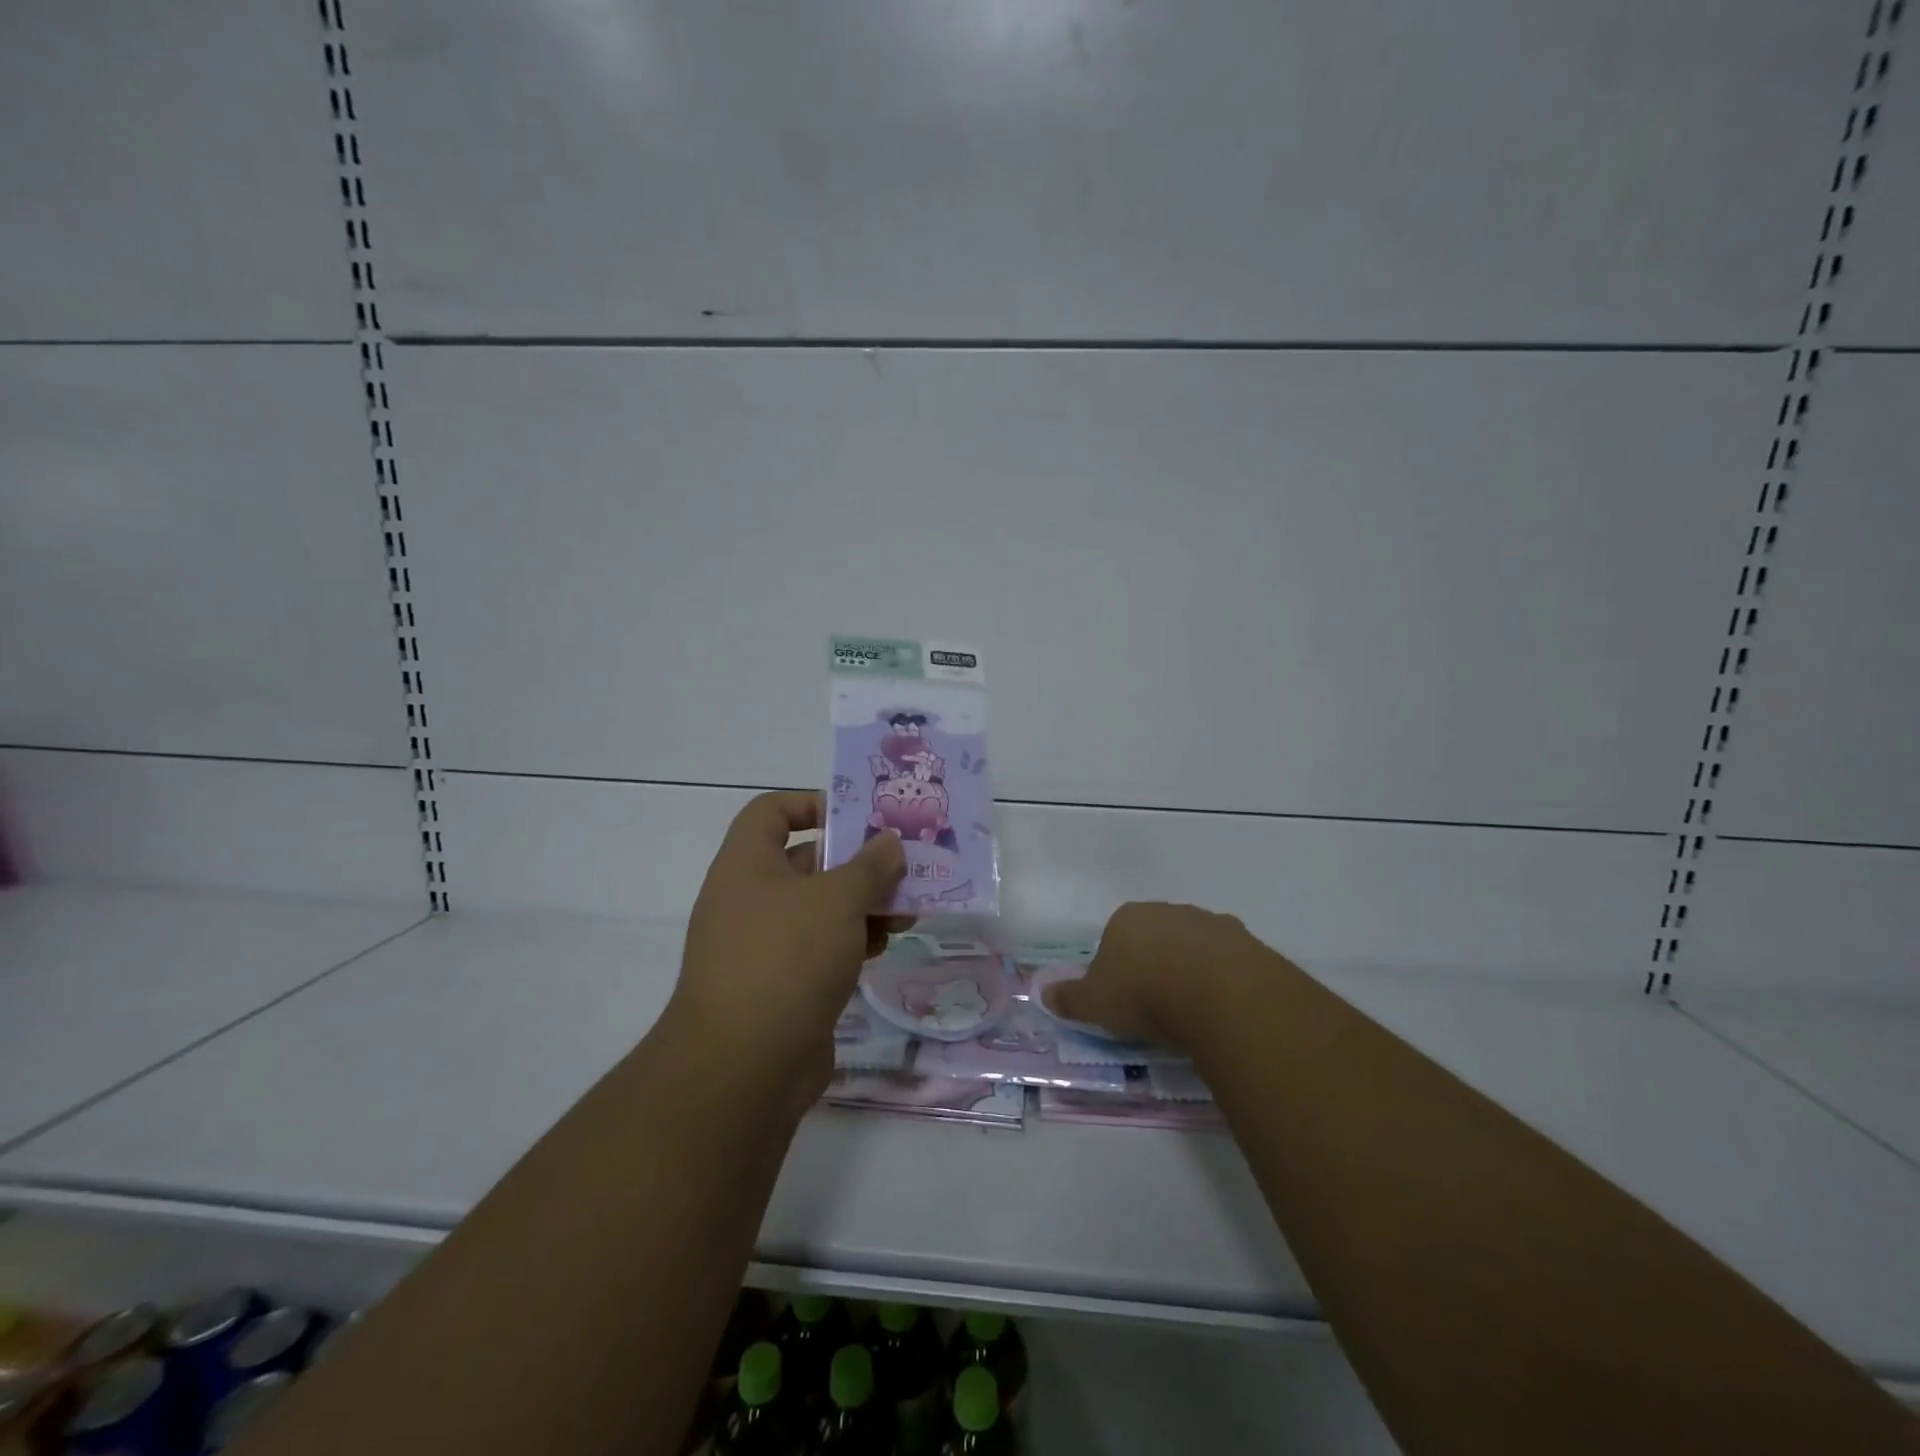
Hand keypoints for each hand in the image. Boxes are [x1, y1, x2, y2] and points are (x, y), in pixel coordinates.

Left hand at [674, 792, 908, 1087]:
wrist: (744, 1066)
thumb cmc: (787, 958)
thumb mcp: (837, 900)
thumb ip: (869, 867)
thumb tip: (889, 843)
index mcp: (747, 865)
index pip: (771, 811)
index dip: (811, 803)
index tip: (857, 817)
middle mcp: (749, 899)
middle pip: (806, 862)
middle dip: (856, 862)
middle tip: (902, 865)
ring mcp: (764, 946)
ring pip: (820, 909)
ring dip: (863, 905)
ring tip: (907, 908)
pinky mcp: (781, 986)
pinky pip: (821, 948)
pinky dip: (853, 940)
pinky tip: (886, 943)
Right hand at [1042, 902, 1266, 1048]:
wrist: (1216, 992)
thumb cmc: (1142, 993)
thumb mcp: (1094, 1002)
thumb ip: (1069, 999)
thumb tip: (1043, 994)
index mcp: (1127, 918)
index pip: (1115, 936)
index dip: (1116, 967)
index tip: (1122, 998)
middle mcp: (1167, 911)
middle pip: (1156, 937)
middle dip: (1155, 964)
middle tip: (1156, 1006)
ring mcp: (1209, 922)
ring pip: (1194, 946)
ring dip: (1191, 970)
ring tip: (1191, 1011)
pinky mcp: (1246, 941)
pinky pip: (1228, 962)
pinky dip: (1223, 980)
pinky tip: (1221, 1007)